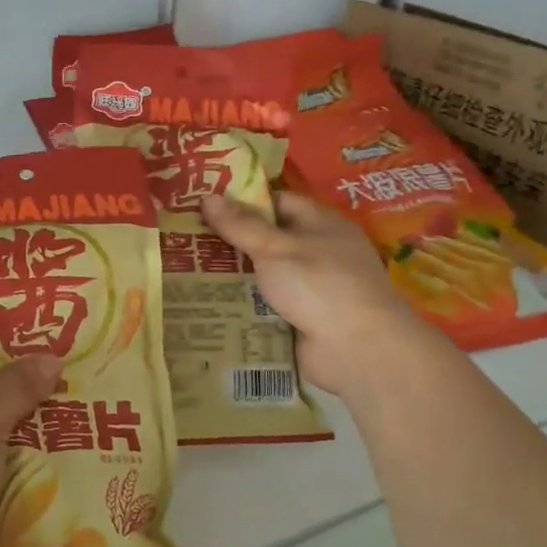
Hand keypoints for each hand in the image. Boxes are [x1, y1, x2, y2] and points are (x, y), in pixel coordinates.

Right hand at [201, 190, 414, 395]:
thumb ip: (240, 225)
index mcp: (322, 224)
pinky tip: (211, 303)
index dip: (242, 201)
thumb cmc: (320, 285)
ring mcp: (314, 288)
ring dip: (236, 275)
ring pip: (266, 275)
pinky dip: (245, 305)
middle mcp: (320, 252)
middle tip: (188, 240)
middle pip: (269, 239)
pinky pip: (268, 305)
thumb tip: (207, 197)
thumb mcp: (275, 248)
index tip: (204, 206)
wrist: (358, 350)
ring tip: (189, 270)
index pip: (278, 202)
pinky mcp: (305, 319)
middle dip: (232, 241)